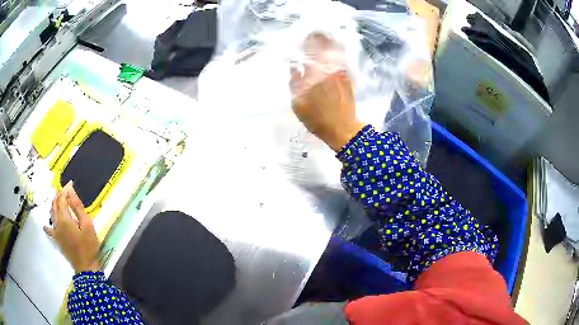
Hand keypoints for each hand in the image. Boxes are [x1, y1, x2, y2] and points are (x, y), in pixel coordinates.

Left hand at [44, 181, 100, 272]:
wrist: (86, 267)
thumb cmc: (89, 246)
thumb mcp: (87, 225)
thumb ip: (77, 207)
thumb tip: (70, 190)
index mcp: (64, 218)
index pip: (62, 198)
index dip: (65, 190)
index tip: (71, 184)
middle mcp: (57, 222)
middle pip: (55, 204)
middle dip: (59, 195)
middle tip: (65, 190)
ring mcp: (56, 232)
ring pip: (51, 214)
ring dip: (54, 204)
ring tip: (58, 200)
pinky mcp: (57, 240)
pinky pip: (50, 231)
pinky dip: (47, 226)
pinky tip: (45, 226)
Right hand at [290, 33, 363, 150]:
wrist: (342, 128)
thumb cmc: (316, 118)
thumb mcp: (297, 102)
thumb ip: (294, 81)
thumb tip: (294, 66)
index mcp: (314, 71)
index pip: (311, 46)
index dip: (308, 38)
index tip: (304, 35)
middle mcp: (329, 67)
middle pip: (325, 44)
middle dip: (319, 37)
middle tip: (314, 34)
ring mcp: (341, 71)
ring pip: (335, 50)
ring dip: (328, 43)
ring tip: (323, 40)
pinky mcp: (348, 76)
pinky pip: (341, 59)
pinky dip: (336, 54)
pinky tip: (332, 54)